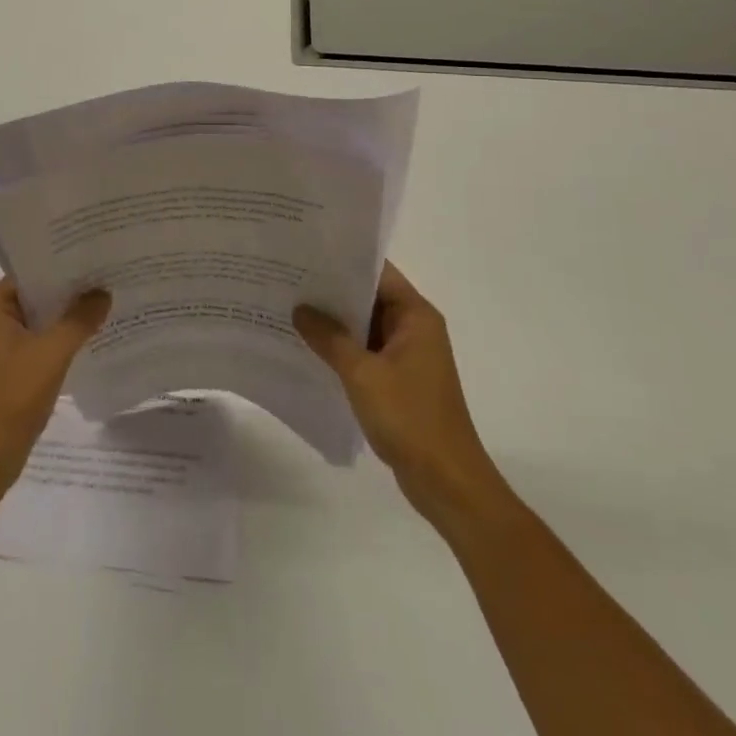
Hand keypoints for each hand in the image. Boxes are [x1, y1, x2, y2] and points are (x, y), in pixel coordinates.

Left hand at [0, 279, 110, 505]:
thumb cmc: (10, 398)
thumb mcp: (51, 353)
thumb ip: (79, 319)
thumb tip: (103, 292)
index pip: (31, 271)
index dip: (64, 263)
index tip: (97, 255)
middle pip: (37, 294)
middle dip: (71, 290)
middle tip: (110, 274)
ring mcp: (0, 347)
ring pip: (41, 320)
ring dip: (69, 316)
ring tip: (108, 300)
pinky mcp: (11, 370)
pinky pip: (41, 343)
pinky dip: (63, 339)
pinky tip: (93, 336)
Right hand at [294, 262, 507, 526]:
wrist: (447, 483)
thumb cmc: (410, 418)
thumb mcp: (362, 374)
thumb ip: (330, 338)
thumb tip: (300, 309)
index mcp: (415, 316)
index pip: (378, 272)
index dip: (344, 260)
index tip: (307, 252)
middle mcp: (414, 328)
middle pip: (370, 297)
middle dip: (332, 291)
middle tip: (288, 278)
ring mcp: (408, 356)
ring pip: (365, 326)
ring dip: (335, 322)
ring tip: (290, 308)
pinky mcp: (399, 381)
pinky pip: (366, 352)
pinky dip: (342, 349)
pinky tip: (308, 348)